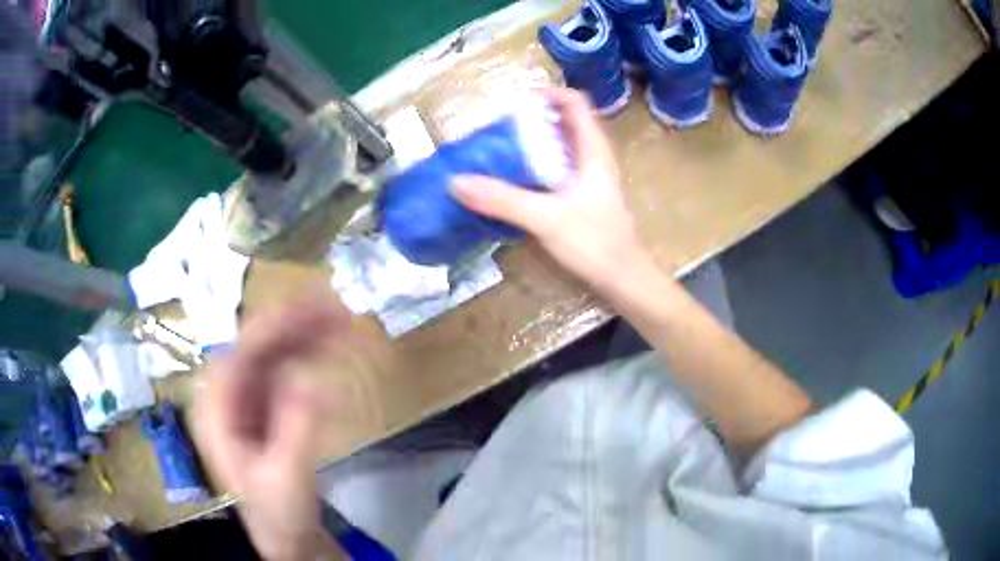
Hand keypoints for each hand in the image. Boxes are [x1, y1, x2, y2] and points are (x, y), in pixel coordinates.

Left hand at [193, 302, 348, 560]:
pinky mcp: (264, 403)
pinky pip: (283, 367)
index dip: (273, 326)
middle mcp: (224, 393)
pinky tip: (329, 346)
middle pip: (255, 346)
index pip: (239, 353)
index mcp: (216, 408)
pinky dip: (307, 353)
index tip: (313, 307)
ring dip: (303, 333)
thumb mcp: (286, 475)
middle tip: (337, 308)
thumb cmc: (277, 510)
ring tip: (341, 320)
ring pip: (271, 351)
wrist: (283, 532)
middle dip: (293, 323)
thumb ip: (295, 428)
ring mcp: (244, 396)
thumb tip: (312, 377)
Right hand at [450, 87, 645, 293]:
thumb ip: (502, 200)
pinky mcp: (582, 200)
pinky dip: (533, 170)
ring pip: (558, 149)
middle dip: (530, 120)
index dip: (547, 93)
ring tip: (496, 153)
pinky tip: (511, 184)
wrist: (624, 281)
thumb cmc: (595, 243)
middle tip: (496, 129)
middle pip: (563, 123)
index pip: (575, 102)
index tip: (514, 103)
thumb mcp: (546, 218)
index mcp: (593, 150)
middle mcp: (593, 158)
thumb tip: (456, 181)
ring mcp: (588, 180)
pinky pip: (555, 173)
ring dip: (530, 146)